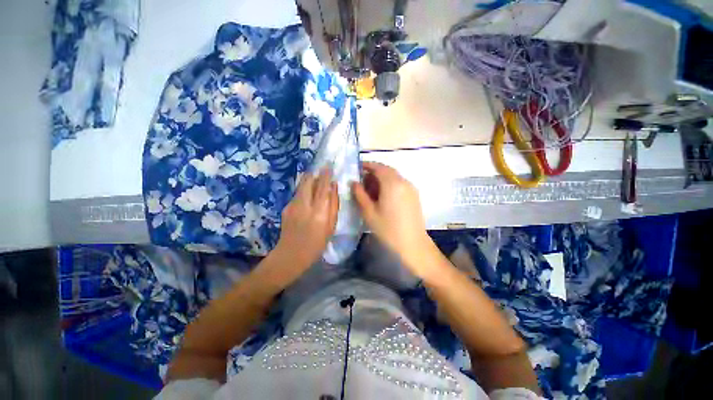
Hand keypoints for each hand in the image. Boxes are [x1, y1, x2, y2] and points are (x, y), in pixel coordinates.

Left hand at [275, 168, 338, 268]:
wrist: (291, 255)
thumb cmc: (316, 243)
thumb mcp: (331, 227)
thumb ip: (333, 205)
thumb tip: (334, 187)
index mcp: (319, 212)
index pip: (323, 187)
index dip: (326, 175)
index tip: (328, 166)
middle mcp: (304, 205)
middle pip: (308, 182)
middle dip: (314, 174)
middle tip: (320, 171)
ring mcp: (292, 206)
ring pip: (301, 186)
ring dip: (308, 181)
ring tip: (315, 180)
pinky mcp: (286, 208)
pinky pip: (297, 194)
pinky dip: (303, 191)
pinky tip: (307, 197)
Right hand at [351, 162, 438, 275]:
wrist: (412, 243)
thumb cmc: (388, 229)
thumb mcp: (369, 212)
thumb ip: (360, 194)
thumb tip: (354, 182)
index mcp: (392, 184)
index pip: (378, 167)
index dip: (367, 165)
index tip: (358, 168)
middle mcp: (403, 182)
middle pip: (387, 170)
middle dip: (374, 172)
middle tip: (363, 181)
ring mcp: (410, 188)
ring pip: (394, 176)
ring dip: (382, 178)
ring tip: (371, 189)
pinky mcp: (414, 195)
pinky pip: (400, 183)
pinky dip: (390, 184)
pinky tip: (383, 195)